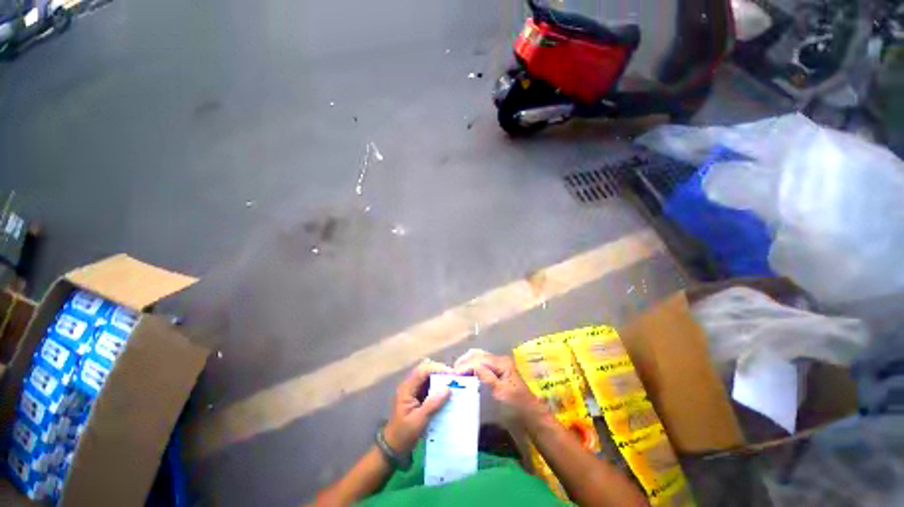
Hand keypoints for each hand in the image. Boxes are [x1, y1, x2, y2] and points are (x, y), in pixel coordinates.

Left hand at [383, 359, 451, 455]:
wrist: (393, 448)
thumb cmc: (404, 434)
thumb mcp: (419, 420)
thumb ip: (433, 404)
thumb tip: (448, 389)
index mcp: (407, 389)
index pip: (422, 371)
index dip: (437, 369)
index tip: (451, 374)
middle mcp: (410, 386)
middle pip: (426, 372)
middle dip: (440, 373)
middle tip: (454, 378)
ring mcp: (414, 391)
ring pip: (428, 379)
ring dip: (440, 380)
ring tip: (454, 384)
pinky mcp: (418, 398)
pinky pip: (430, 388)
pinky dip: (438, 389)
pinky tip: (448, 394)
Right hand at [454, 349, 550, 428]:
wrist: (531, 417)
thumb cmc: (516, 407)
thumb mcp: (500, 392)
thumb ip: (486, 376)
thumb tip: (472, 365)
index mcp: (501, 363)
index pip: (478, 359)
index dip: (465, 365)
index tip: (453, 375)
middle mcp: (499, 360)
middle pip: (477, 354)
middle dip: (464, 361)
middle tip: (452, 374)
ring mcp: (499, 366)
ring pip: (479, 358)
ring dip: (467, 363)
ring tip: (457, 374)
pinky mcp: (497, 373)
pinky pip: (482, 365)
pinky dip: (472, 368)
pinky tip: (466, 375)